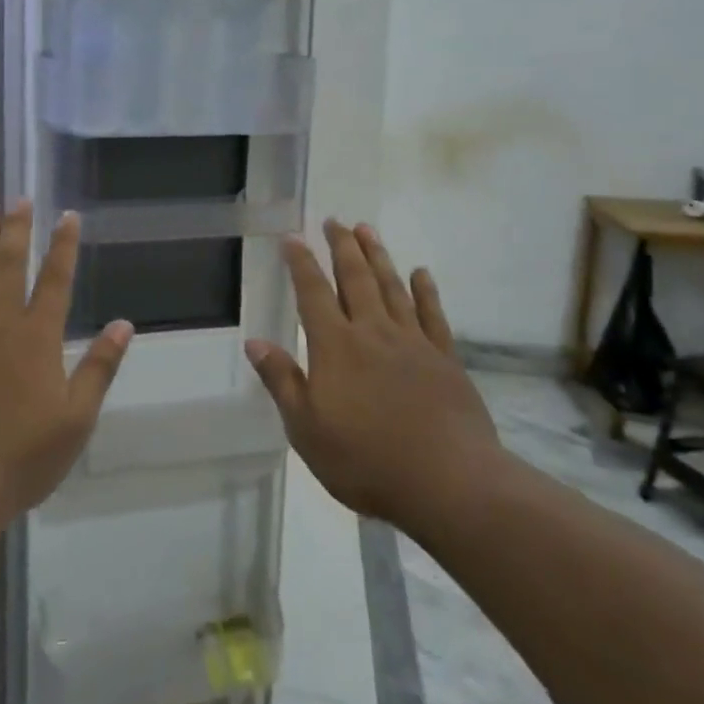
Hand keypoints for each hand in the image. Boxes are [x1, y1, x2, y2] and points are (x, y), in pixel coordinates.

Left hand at [0, 201, 133, 521]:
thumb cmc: (23, 457)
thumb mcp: (76, 419)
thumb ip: (99, 368)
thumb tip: (124, 325)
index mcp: (37, 340)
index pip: (56, 282)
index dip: (64, 247)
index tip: (67, 216)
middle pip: (9, 268)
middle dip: (17, 231)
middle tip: (18, 199)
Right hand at [245, 220, 499, 527]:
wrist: (448, 482)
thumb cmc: (366, 460)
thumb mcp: (306, 429)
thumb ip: (282, 381)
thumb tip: (254, 342)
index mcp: (335, 346)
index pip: (313, 292)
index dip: (301, 263)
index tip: (292, 237)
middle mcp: (372, 332)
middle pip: (355, 278)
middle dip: (342, 247)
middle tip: (334, 220)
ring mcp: (412, 342)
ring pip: (392, 287)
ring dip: (378, 256)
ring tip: (367, 229)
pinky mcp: (444, 358)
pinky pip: (432, 314)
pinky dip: (425, 290)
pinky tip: (420, 273)